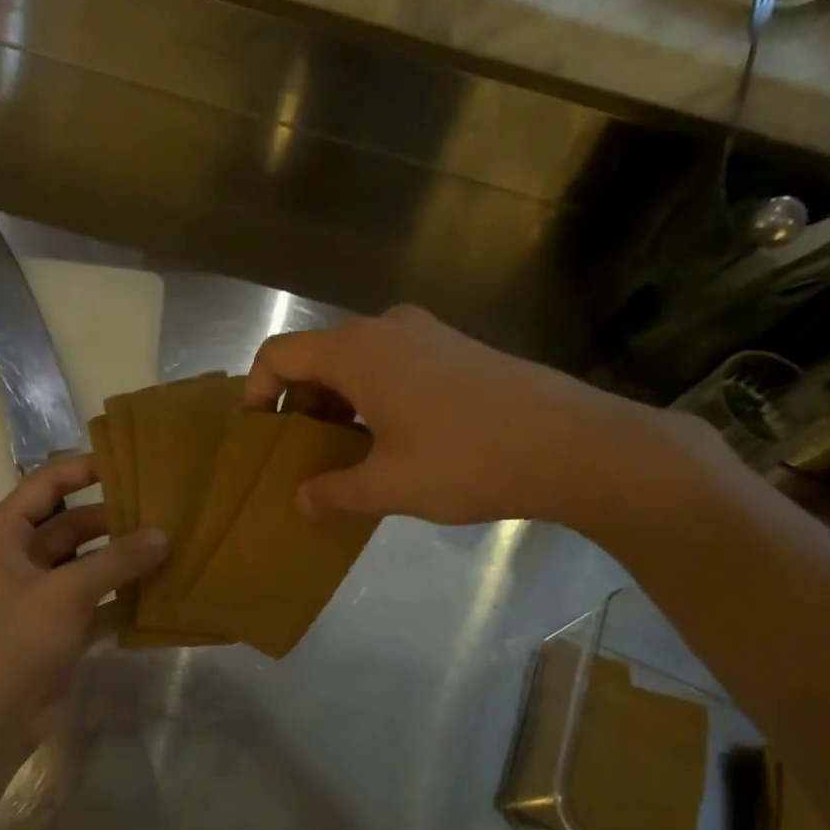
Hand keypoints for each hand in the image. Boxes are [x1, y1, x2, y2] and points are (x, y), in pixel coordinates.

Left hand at [0, 457, 167, 737]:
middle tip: (163, 509)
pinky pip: (96, 599)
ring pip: (87, 563)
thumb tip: (163, 534)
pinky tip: (159, 590)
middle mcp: (20, 558)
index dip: (83, 469)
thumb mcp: (67, 592)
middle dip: (113, 518)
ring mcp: (40, 594)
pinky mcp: (59, 626)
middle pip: (72, 524)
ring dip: (121, 558)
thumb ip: (117, 560)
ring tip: (169, 544)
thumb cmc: (18, 640)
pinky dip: (121, 595)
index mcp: (5, 535)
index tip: (129, 462)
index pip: (46, 485)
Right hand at [245, 305, 711, 533]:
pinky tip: (392, 442)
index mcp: (358, 350)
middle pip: (318, 357)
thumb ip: (334, 492)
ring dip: (339, 405)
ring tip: (346, 456)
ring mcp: (427, 334)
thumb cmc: (466, 460)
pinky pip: (393, 366)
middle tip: (302, 456)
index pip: (280, 354)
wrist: (572, 443)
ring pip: (357, 363)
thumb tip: (302, 501)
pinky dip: (373, 398)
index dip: (257, 392)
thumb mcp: (389, 486)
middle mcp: (387, 328)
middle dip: (300, 406)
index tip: (260, 436)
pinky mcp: (457, 349)